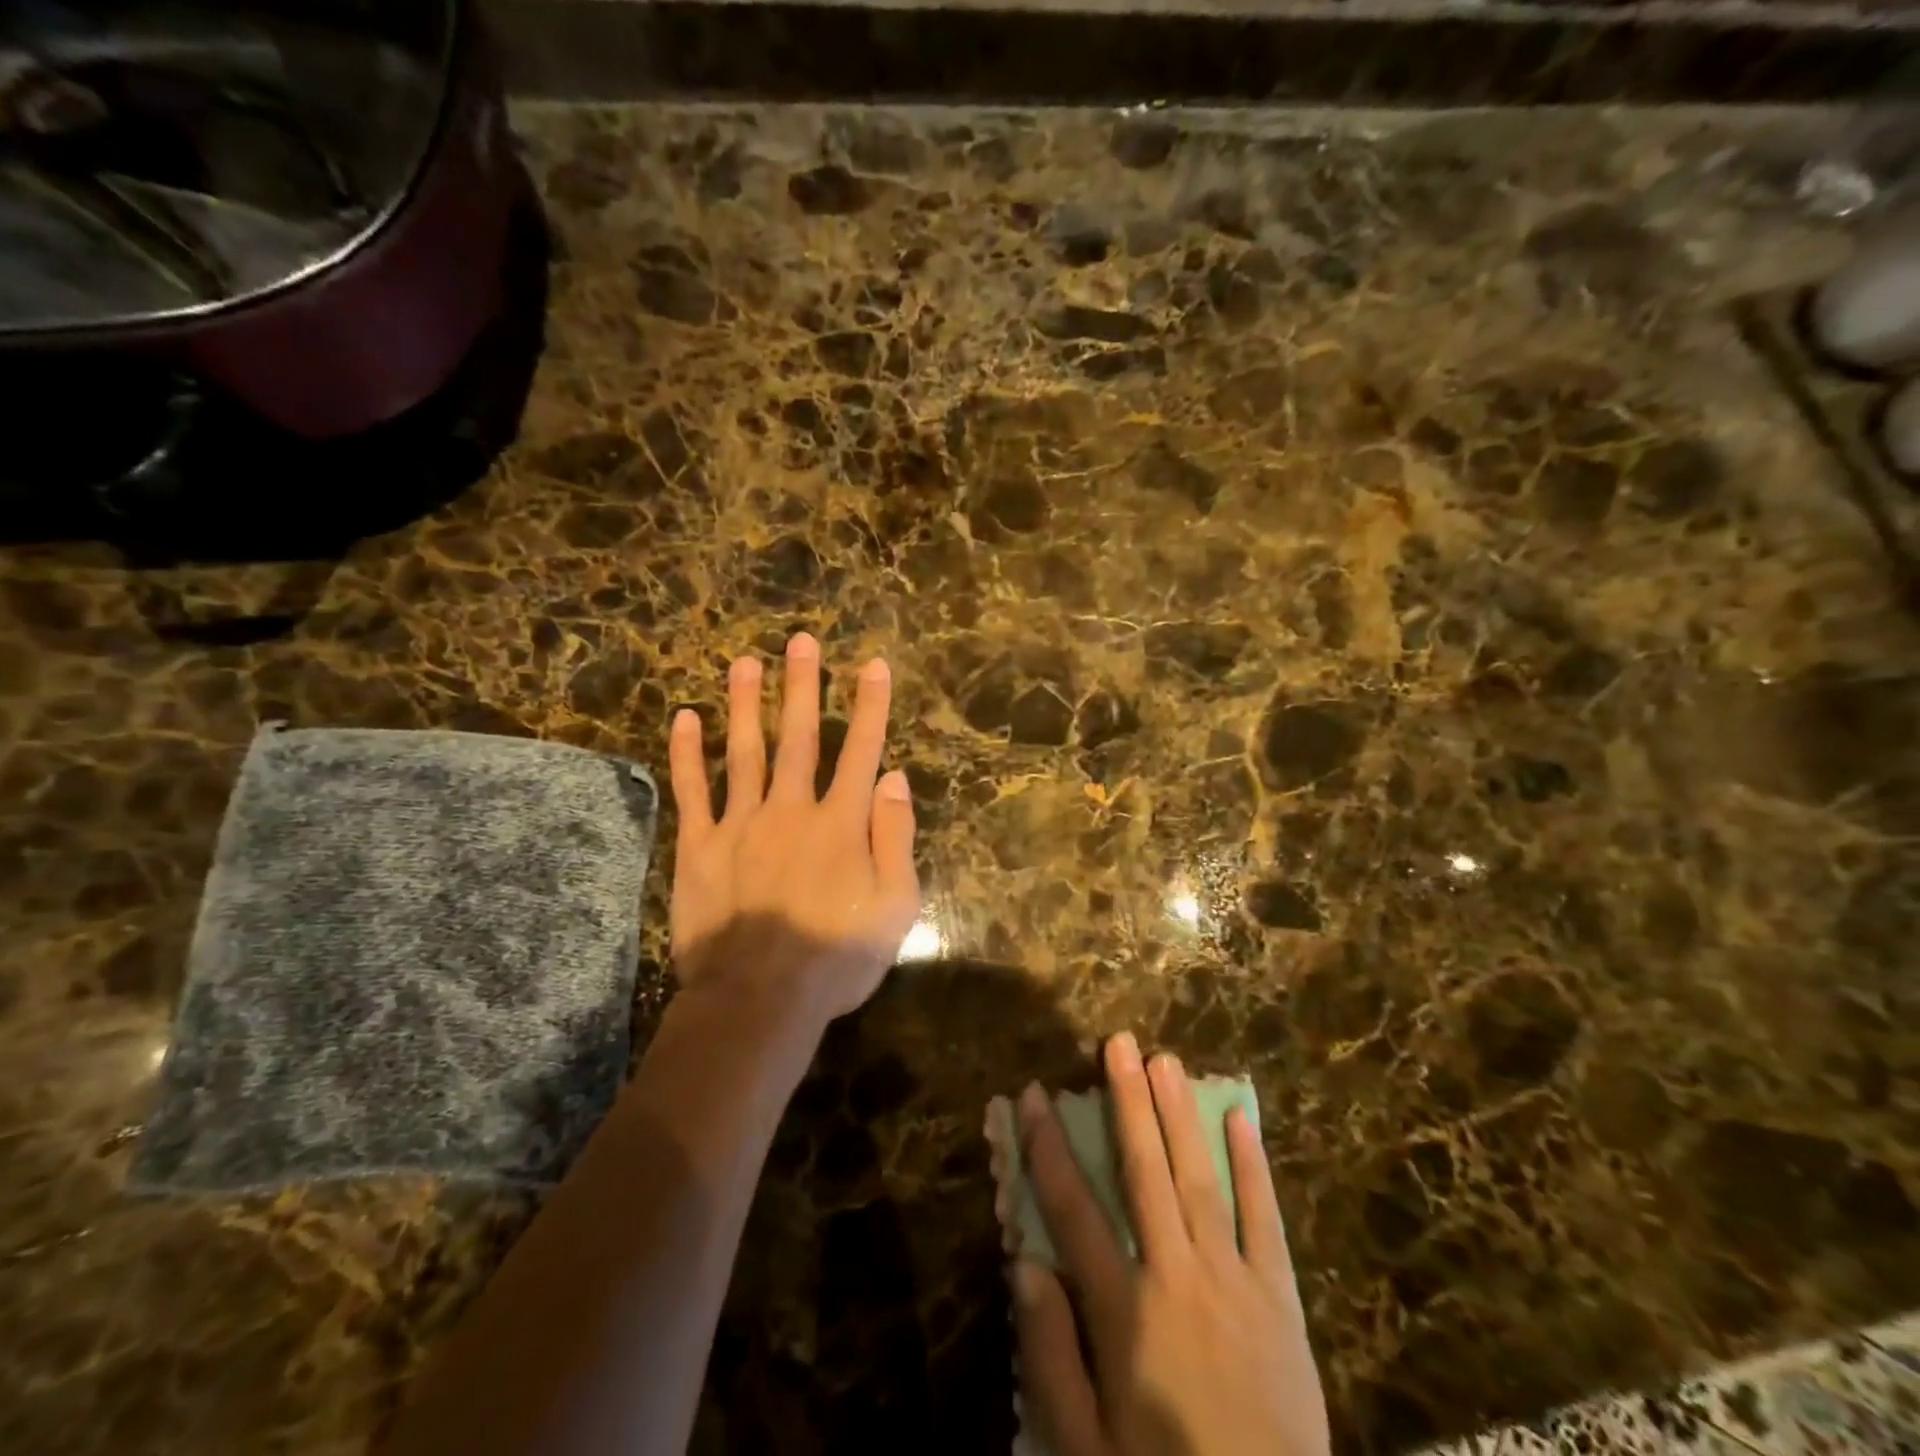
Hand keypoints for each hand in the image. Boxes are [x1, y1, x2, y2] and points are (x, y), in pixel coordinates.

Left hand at [666, 632, 920, 1024]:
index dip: (869, 705)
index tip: (871, 664)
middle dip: (803, 686)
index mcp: (841, 823)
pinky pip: (693, 791)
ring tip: (745, 662)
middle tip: (800, 640)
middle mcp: (791, 809)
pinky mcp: (700, 846)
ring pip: (745, 751)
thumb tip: (895, 778)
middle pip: (799, 736)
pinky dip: (688, 753)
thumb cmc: (836, 958)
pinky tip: (685, 718)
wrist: (759, 998)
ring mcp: (740, 823)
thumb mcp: (894, 906)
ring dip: (747, 704)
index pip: (861, 750)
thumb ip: (895, 837)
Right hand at [1014, 1034, 1330, 1455]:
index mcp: (1124, 1311)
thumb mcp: (1085, 1448)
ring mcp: (1234, 1282)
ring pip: (1200, 1179)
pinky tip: (1241, 1119)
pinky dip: (1253, 1167)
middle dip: (1127, 1101)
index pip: (1072, 1209)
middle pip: (1144, 1171)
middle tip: (1118, 1042)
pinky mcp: (1279, 1300)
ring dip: (1179, 1115)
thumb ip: (1051, 1355)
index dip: (1047, 1147)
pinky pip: (1264, 1221)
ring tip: (1165, 1059)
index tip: (1031, 1094)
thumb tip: (1025, 1263)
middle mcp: (1177, 1277)